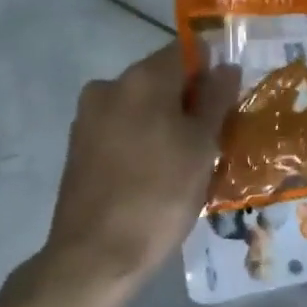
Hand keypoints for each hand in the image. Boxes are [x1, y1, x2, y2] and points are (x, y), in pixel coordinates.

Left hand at [38, 44, 239, 285]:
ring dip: (166, 122)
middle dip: (189, 101)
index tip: (228, 104)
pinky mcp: (78, 147)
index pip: (186, 51)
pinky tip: (157, 174)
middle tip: (214, 138)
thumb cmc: (160, 195)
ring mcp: (88, 117)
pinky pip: (122, 129)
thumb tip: (225, 66)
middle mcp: (110, 86)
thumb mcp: (202, 147)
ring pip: (142, 106)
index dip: (212, 72)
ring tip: (187, 162)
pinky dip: (143, 140)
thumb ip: (215, 100)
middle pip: (162, 78)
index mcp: (142, 78)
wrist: (96, 255)